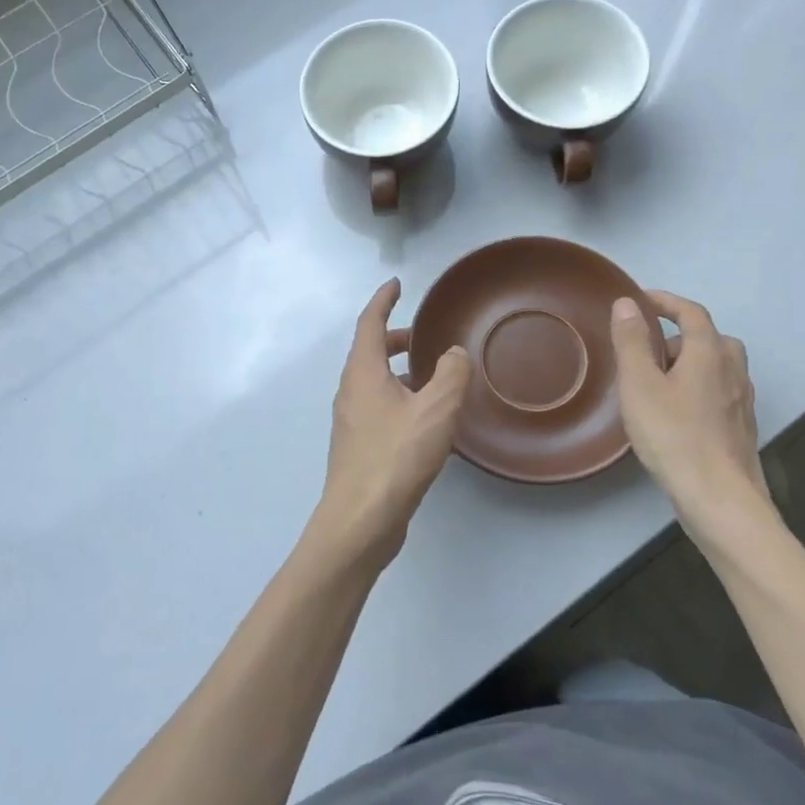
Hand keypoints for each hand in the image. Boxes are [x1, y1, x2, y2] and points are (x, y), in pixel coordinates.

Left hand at [306, 279, 472, 572]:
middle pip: (370, 352)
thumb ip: (451, 374)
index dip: (383, 300)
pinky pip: (380, 409)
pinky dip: (400, 400)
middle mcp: (351, 392)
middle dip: (394, 339)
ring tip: (433, 378)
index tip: (396, 284)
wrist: (361, 520)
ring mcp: (352, 421)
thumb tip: (453, 353)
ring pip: (375, 383)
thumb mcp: (436, 409)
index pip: (369, 323)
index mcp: (362, 372)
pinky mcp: (359, 447)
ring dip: (399, 372)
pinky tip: (428, 422)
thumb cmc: (396, 456)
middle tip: (423, 337)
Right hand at [610, 290, 775, 551]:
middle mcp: (733, 370)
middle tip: (646, 351)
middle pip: (710, 338)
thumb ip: (632, 341)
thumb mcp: (639, 385)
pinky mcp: (741, 428)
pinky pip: (719, 392)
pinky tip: (677, 414)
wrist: (719, 497)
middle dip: (677, 336)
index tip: (641, 300)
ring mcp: (741, 401)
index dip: (666, 301)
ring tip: (657, 384)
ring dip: (689, 363)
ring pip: (717, 367)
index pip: (691, 312)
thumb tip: (627, 303)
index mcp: (710, 353)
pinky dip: (698, 388)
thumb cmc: (673, 435)